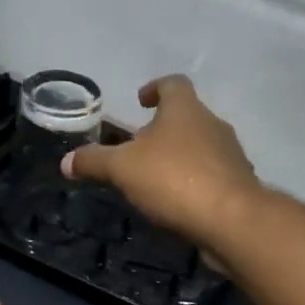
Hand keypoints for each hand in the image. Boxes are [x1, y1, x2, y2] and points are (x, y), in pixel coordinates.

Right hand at [60, 75, 261, 249]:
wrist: (231, 220)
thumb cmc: (174, 180)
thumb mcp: (122, 169)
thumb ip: (94, 162)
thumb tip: (66, 162)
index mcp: (185, 109)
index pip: (172, 84)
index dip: (155, 88)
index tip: (141, 100)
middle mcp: (213, 124)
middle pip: (187, 117)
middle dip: (163, 129)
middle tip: (139, 147)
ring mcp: (230, 155)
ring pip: (201, 147)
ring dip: (180, 156)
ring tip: (155, 178)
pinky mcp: (239, 185)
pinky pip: (212, 176)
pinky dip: (194, 182)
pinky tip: (178, 203)